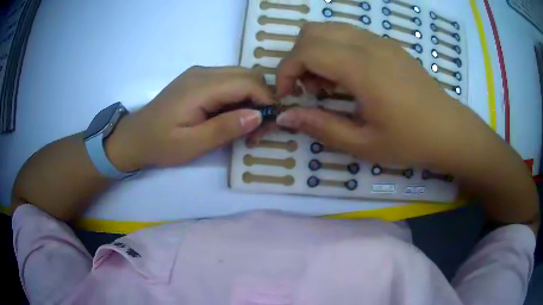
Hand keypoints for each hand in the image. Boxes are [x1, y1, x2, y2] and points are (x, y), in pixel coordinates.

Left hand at [107, 66, 274, 170]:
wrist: (134, 137)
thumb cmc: (160, 144)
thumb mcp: (192, 144)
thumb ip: (225, 128)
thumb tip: (258, 115)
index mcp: (201, 86)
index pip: (248, 82)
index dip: (266, 100)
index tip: (271, 125)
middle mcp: (203, 72)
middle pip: (247, 75)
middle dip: (262, 99)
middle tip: (259, 129)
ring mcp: (199, 74)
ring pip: (240, 77)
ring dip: (251, 98)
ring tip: (247, 125)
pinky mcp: (197, 80)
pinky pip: (227, 82)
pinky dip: (238, 97)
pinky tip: (232, 116)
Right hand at [274, 23, 490, 171]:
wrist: (449, 130)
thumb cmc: (410, 141)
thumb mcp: (363, 144)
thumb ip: (321, 126)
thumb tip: (286, 117)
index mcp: (363, 68)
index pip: (306, 51)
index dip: (286, 71)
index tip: (287, 96)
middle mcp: (368, 44)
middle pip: (312, 31)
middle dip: (298, 58)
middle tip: (309, 89)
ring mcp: (380, 41)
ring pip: (330, 28)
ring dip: (316, 51)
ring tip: (328, 84)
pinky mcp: (388, 44)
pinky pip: (349, 34)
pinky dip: (334, 49)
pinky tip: (349, 77)